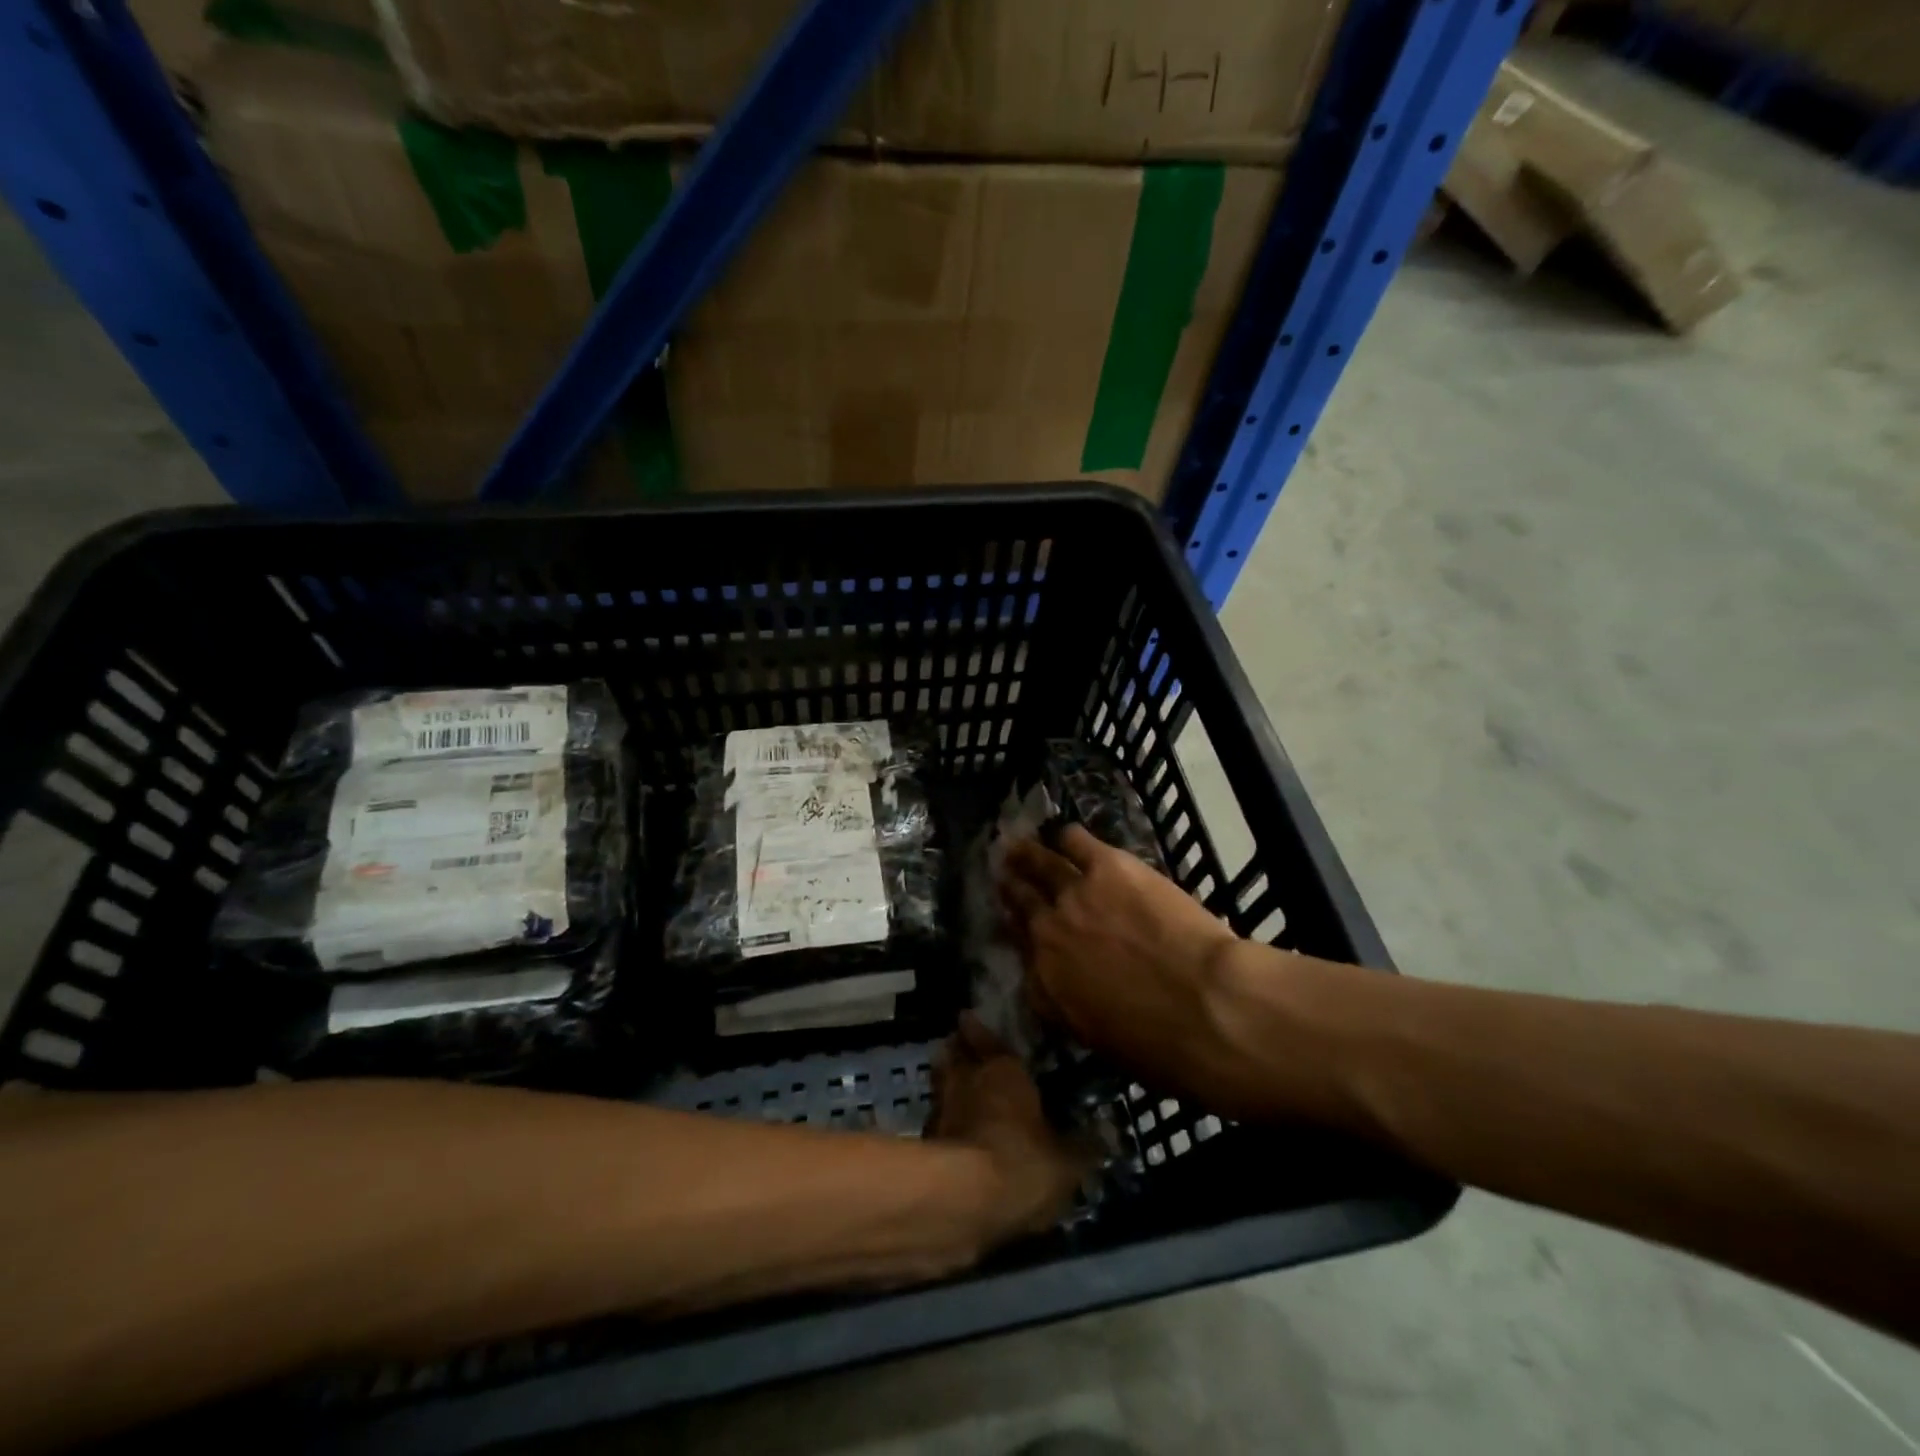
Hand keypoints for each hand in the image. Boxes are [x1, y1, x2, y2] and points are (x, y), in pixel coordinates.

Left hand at [927, 1014, 1085, 1243]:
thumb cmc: (1020, 1160)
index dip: (978, 1029)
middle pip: (953, 1054)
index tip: (970, 1018)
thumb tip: (1107, 1135)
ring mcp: (939, 1109)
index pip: (984, 1035)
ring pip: (940, 1085)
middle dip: (958, 1051)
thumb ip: (1084, 1147)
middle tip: (963, 1051)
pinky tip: (954, 1137)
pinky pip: (936, 1123)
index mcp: (1001, 1067)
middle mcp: (965, 1077)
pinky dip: (943, 1125)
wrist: (961, 1200)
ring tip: (958, 1092)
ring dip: (946, 1086)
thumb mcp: (1067, 1162)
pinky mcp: (925, 1144)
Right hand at [999, 825, 1240, 1099]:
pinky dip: (1069, 838)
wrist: (1206, 1005)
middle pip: (1022, 903)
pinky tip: (1068, 836)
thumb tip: (1073, 993)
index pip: (1021, 953)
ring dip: (1027, 855)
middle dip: (1013, 890)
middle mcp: (1049, 935)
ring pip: (1041, 865)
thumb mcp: (1102, 1041)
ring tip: (1018, 847)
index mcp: (1047, 985)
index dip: (1017, 934)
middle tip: (1006, 877)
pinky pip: (1076, 841)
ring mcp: (1075, 895)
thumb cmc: (1164, 1045)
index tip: (1016, 925)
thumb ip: (1075, 1009)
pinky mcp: (1107, 866)